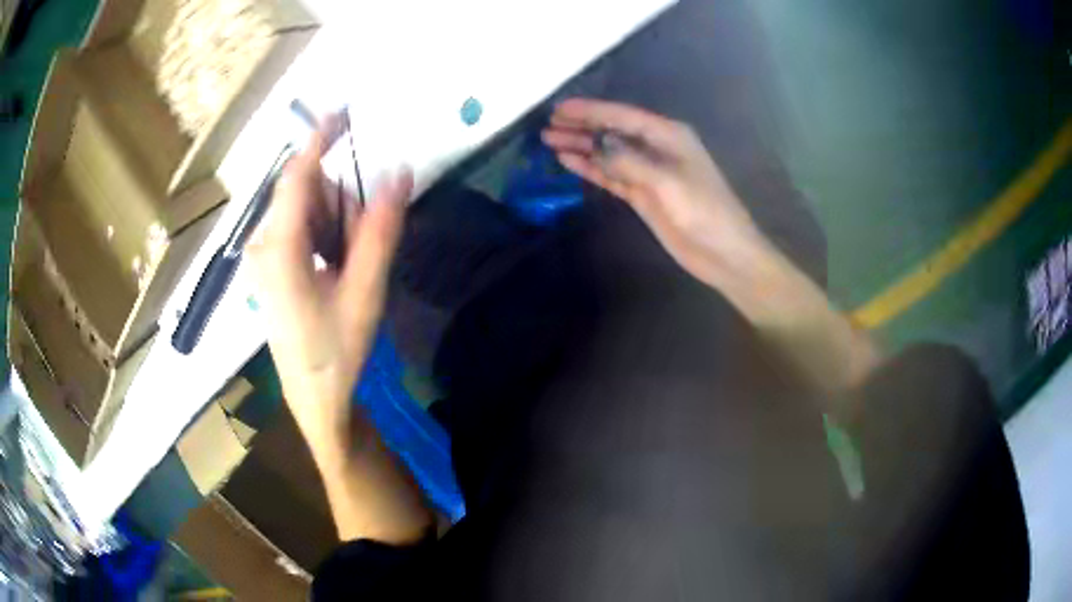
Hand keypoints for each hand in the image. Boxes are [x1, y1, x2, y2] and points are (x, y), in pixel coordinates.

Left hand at [248, 119, 411, 456]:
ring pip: (306, 208)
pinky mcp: (271, 263)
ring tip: (348, 268)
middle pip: (307, 192)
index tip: (343, 109)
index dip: (319, 139)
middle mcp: (263, 243)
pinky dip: (325, 233)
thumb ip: (380, 229)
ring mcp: (264, 253)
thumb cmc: (336, 350)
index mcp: (279, 248)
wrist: (314, 396)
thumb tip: (401, 172)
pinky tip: (334, 268)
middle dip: (340, 203)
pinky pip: (301, 225)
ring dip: (336, 222)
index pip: (296, 176)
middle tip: (361, 248)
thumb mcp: (364, 290)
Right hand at [542, 98, 772, 288]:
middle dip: (581, 126)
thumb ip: (629, 160)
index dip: (590, 110)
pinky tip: (570, 162)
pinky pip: (611, 175)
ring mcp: (648, 171)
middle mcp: (656, 147)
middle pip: (612, 131)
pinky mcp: (642, 194)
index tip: (559, 109)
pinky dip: (591, 168)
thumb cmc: (704, 212)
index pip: (622, 115)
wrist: (723, 252)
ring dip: (581, 146)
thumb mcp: (666, 182)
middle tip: (548, 125)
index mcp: (668, 135)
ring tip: (549, 141)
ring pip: (608, 153)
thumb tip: (596, 145)